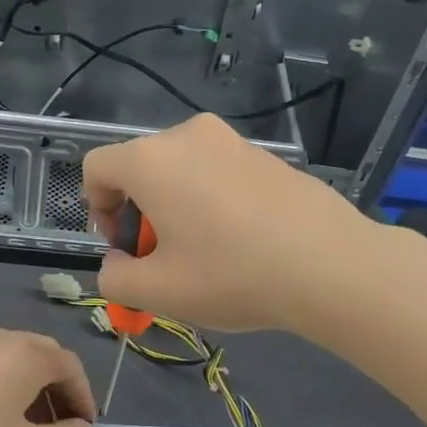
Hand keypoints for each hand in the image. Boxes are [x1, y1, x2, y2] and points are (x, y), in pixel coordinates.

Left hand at [0, 327, 95, 426]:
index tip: (86, 425)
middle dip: (61, 388)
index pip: (70, 367)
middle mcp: (4, 337)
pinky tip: (6, 413)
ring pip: (21, 357)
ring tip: (37, 424)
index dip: (83, 396)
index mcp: (27, 354)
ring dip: (37, 384)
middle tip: (66, 424)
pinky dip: (13, 380)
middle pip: (47, 356)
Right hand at [81, 114, 374, 333]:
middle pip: (140, 168)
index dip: (96, 209)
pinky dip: (211, 201)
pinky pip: (218, 172)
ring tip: (205, 254)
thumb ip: (115, 278)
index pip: (97, 168)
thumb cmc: (232, 274)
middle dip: (139, 213)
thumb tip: (116, 265)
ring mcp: (232, 140)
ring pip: (181, 170)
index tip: (124, 247)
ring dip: (176, 208)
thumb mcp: (159, 291)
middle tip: (164, 259)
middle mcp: (188, 135)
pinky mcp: (266, 154)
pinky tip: (241, 241)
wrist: (329, 264)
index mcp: (152, 160)